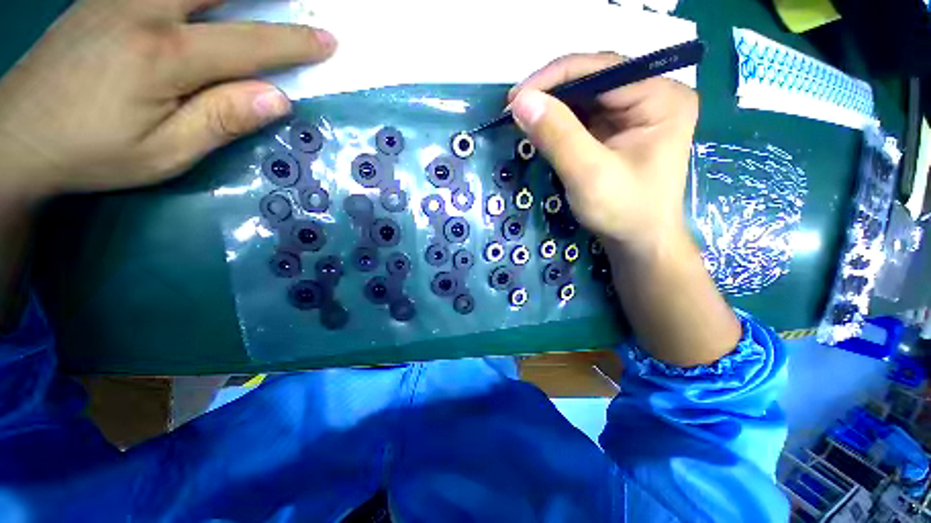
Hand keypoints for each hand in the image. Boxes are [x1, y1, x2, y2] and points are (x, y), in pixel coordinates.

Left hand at [0, 0, 336, 202]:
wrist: (17, 136)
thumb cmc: (94, 152)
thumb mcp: (166, 153)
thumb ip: (222, 120)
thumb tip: (278, 98)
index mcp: (164, 56)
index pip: (249, 44)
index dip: (294, 43)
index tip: (328, 41)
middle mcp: (144, 10)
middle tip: (300, 1)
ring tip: (257, 0)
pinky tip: (204, 0)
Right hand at [509, 52, 697, 253]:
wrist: (638, 242)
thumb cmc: (623, 212)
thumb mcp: (588, 175)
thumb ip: (557, 136)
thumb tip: (521, 101)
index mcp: (661, 97)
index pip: (602, 69)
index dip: (554, 78)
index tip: (515, 99)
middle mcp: (653, 95)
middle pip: (594, 79)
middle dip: (552, 93)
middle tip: (515, 109)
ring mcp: (636, 112)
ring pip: (586, 96)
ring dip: (553, 107)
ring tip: (523, 119)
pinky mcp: (620, 129)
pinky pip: (585, 115)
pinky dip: (560, 121)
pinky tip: (542, 129)